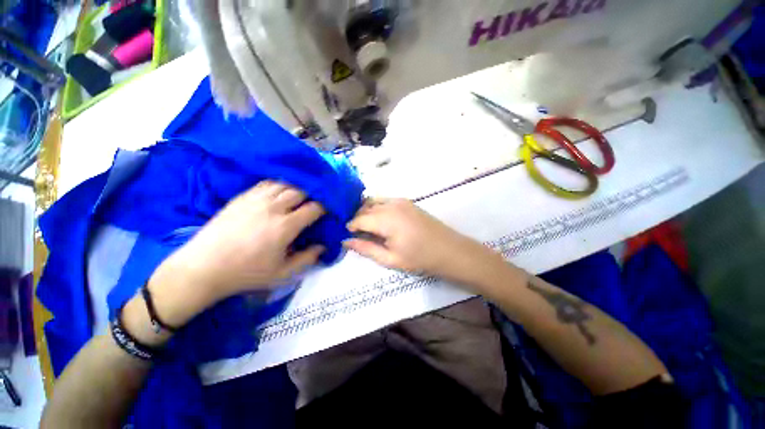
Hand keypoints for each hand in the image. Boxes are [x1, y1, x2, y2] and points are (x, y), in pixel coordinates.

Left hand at [145, 181, 325, 327]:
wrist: (203, 268)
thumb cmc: (246, 273)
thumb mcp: (282, 273)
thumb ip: (307, 258)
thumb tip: (323, 247)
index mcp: (285, 226)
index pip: (314, 207)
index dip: (326, 206)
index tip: (331, 208)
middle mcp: (273, 207)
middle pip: (302, 190)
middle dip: (315, 193)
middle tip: (320, 199)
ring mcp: (256, 199)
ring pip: (285, 183)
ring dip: (299, 186)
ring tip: (304, 192)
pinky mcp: (242, 197)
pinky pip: (267, 183)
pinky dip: (280, 184)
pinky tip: (283, 190)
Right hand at [344, 199, 499, 284]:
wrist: (449, 250)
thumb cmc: (420, 258)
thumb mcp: (390, 259)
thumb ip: (366, 248)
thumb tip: (346, 241)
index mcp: (386, 219)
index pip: (359, 219)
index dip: (350, 226)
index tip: (347, 235)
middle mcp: (391, 204)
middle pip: (365, 208)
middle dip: (357, 218)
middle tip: (356, 233)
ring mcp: (401, 200)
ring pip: (374, 201)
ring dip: (366, 211)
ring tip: (367, 227)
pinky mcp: (407, 201)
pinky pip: (385, 201)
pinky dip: (377, 208)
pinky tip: (380, 220)